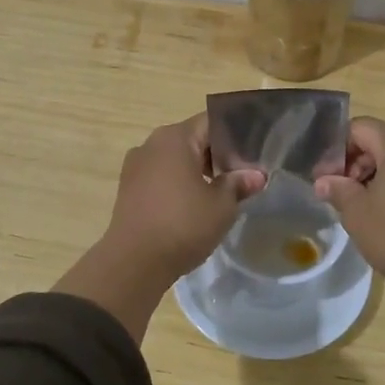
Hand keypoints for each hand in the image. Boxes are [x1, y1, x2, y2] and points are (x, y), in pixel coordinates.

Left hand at [54, 114, 266, 340]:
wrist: (134, 262)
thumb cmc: (182, 225)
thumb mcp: (221, 205)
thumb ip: (239, 184)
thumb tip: (256, 175)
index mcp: (175, 137)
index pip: (212, 122)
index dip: (236, 136)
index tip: (252, 155)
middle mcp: (151, 143)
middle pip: (193, 139)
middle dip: (217, 155)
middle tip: (241, 176)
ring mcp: (135, 165)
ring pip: (175, 159)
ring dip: (197, 171)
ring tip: (219, 193)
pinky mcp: (128, 188)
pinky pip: (160, 176)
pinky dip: (178, 184)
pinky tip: (192, 206)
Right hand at [315, 118, 384, 353]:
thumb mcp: (357, 213)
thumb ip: (337, 189)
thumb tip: (324, 182)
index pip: (359, 129)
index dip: (337, 151)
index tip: (325, 179)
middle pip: (382, 141)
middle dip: (357, 164)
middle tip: (340, 194)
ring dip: (378, 176)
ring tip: (363, 207)